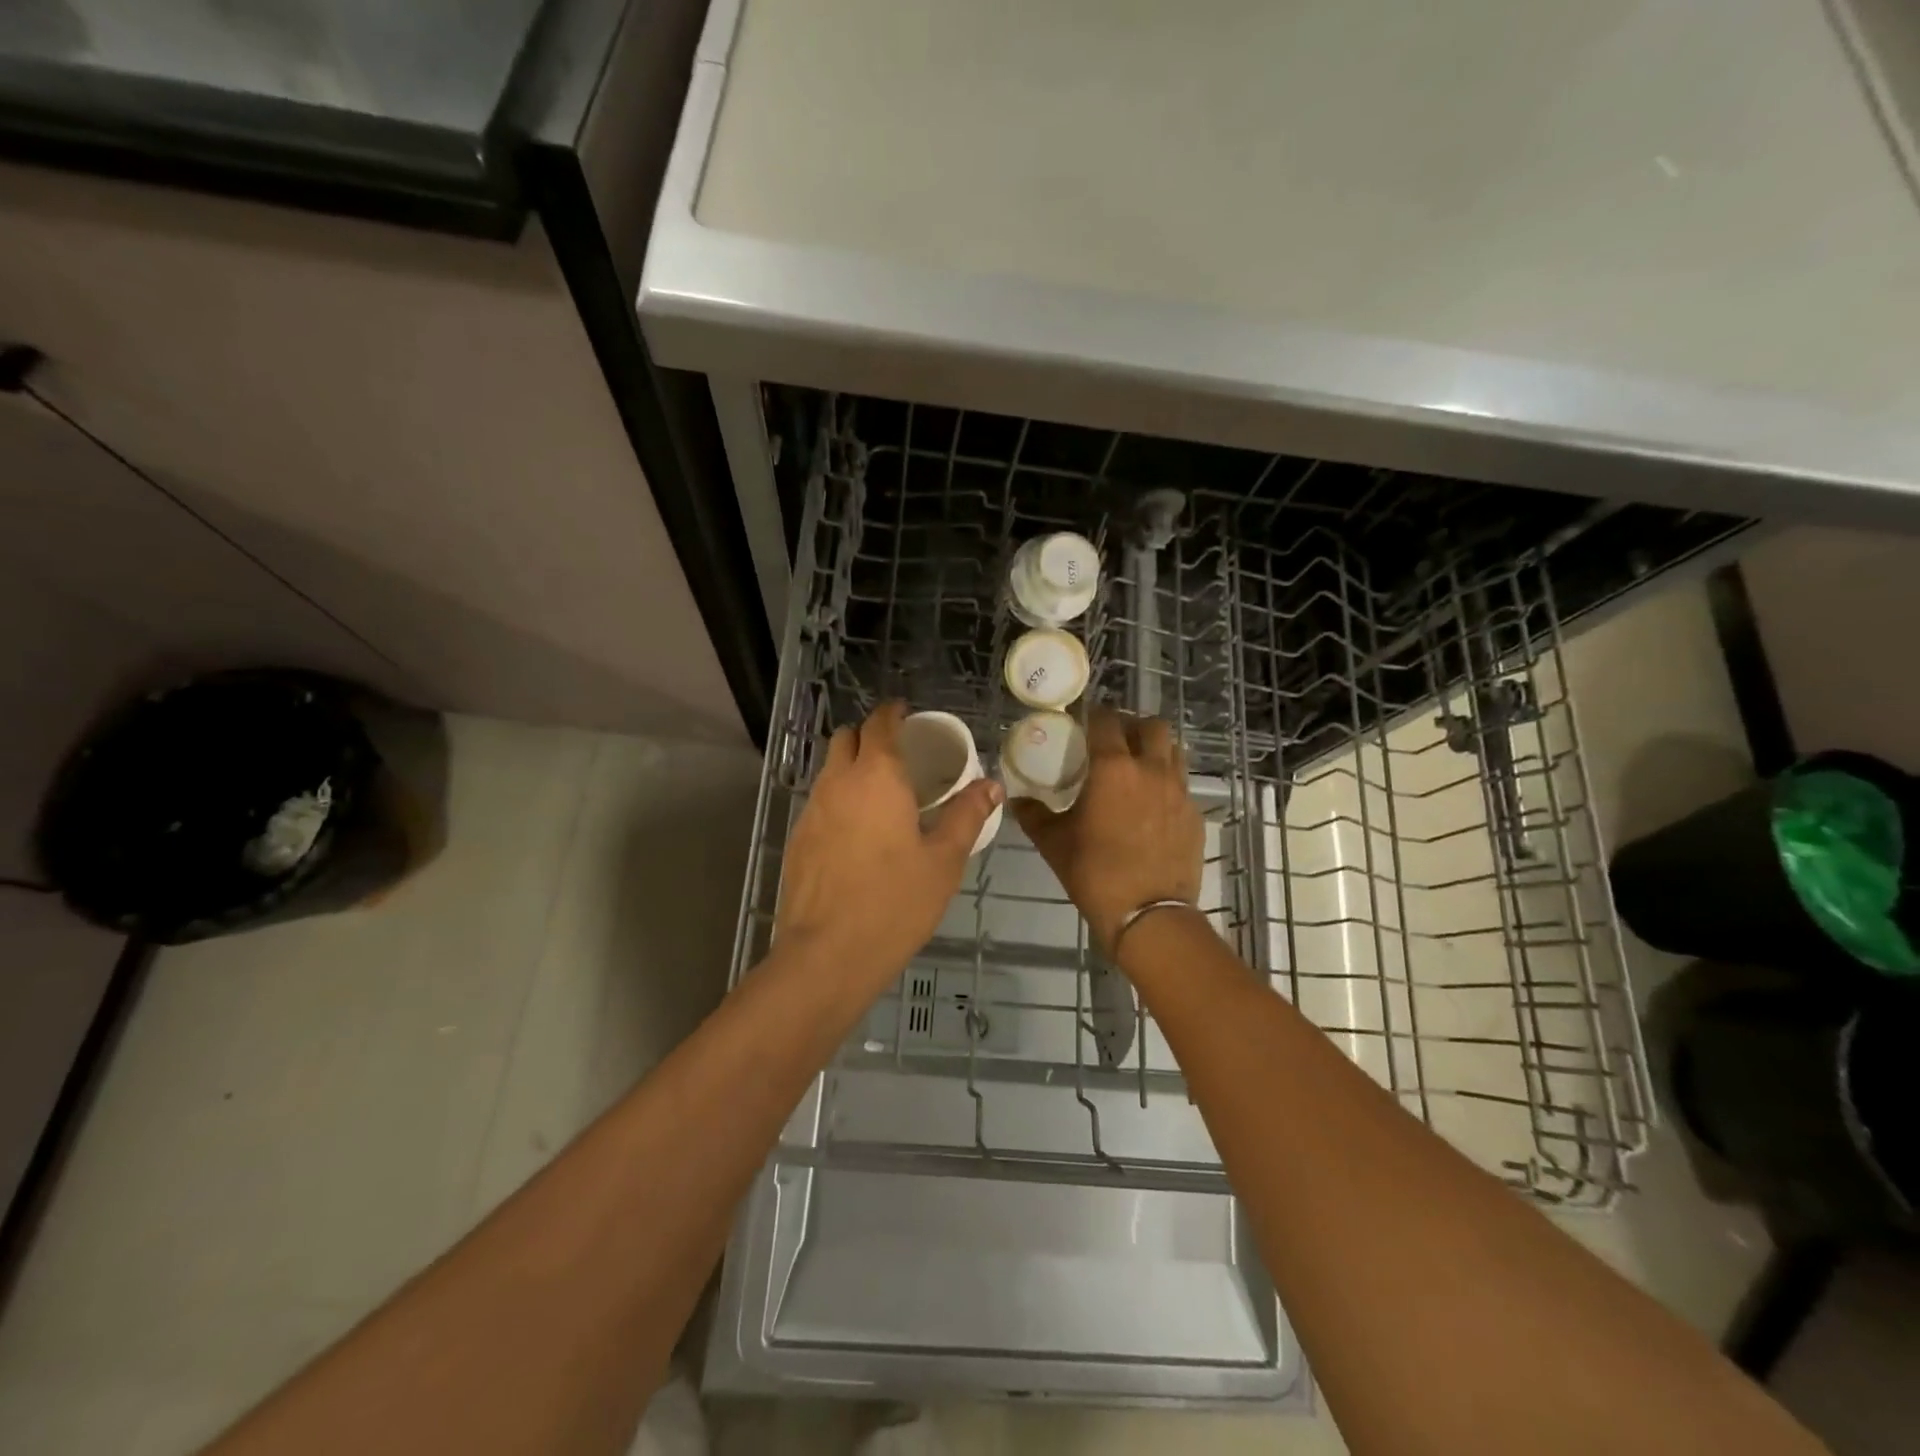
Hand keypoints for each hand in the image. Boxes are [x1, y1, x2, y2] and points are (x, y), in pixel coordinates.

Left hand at [776, 701, 1003, 994]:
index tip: (909, 715)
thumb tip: (991, 785)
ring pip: (830, 770)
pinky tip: (859, 833)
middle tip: (900, 755)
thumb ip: (967, 815)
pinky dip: (840, 800)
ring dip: (853, 768)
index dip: (894, 713)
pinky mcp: (798, 839)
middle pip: (847, 737)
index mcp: (877, 776)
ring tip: (883, 794)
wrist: (827, 954)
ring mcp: (812, 810)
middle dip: (870, 735)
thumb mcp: (944, 861)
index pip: (880, 723)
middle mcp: (838, 782)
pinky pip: (821, 801)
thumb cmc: (895, 902)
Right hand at [1013, 707, 1203, 953]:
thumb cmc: (1095, 873)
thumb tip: (1017, 800)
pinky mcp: (1195, 815)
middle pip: (1152, 725)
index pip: (1107, 720)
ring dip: (1155, 749)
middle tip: (1115, 741)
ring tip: (1137, 767)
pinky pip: (1182, 784)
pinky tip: (1152, 806)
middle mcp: (1151, 769)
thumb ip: (1034, 816)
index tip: (1084, 720)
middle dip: (1133, 726)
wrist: (1149, 914)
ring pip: (1174, 750)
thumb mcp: (1054, 843)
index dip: (1095, 714)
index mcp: (1114, 768)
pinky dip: (1167, 783)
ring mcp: (1179, 791)